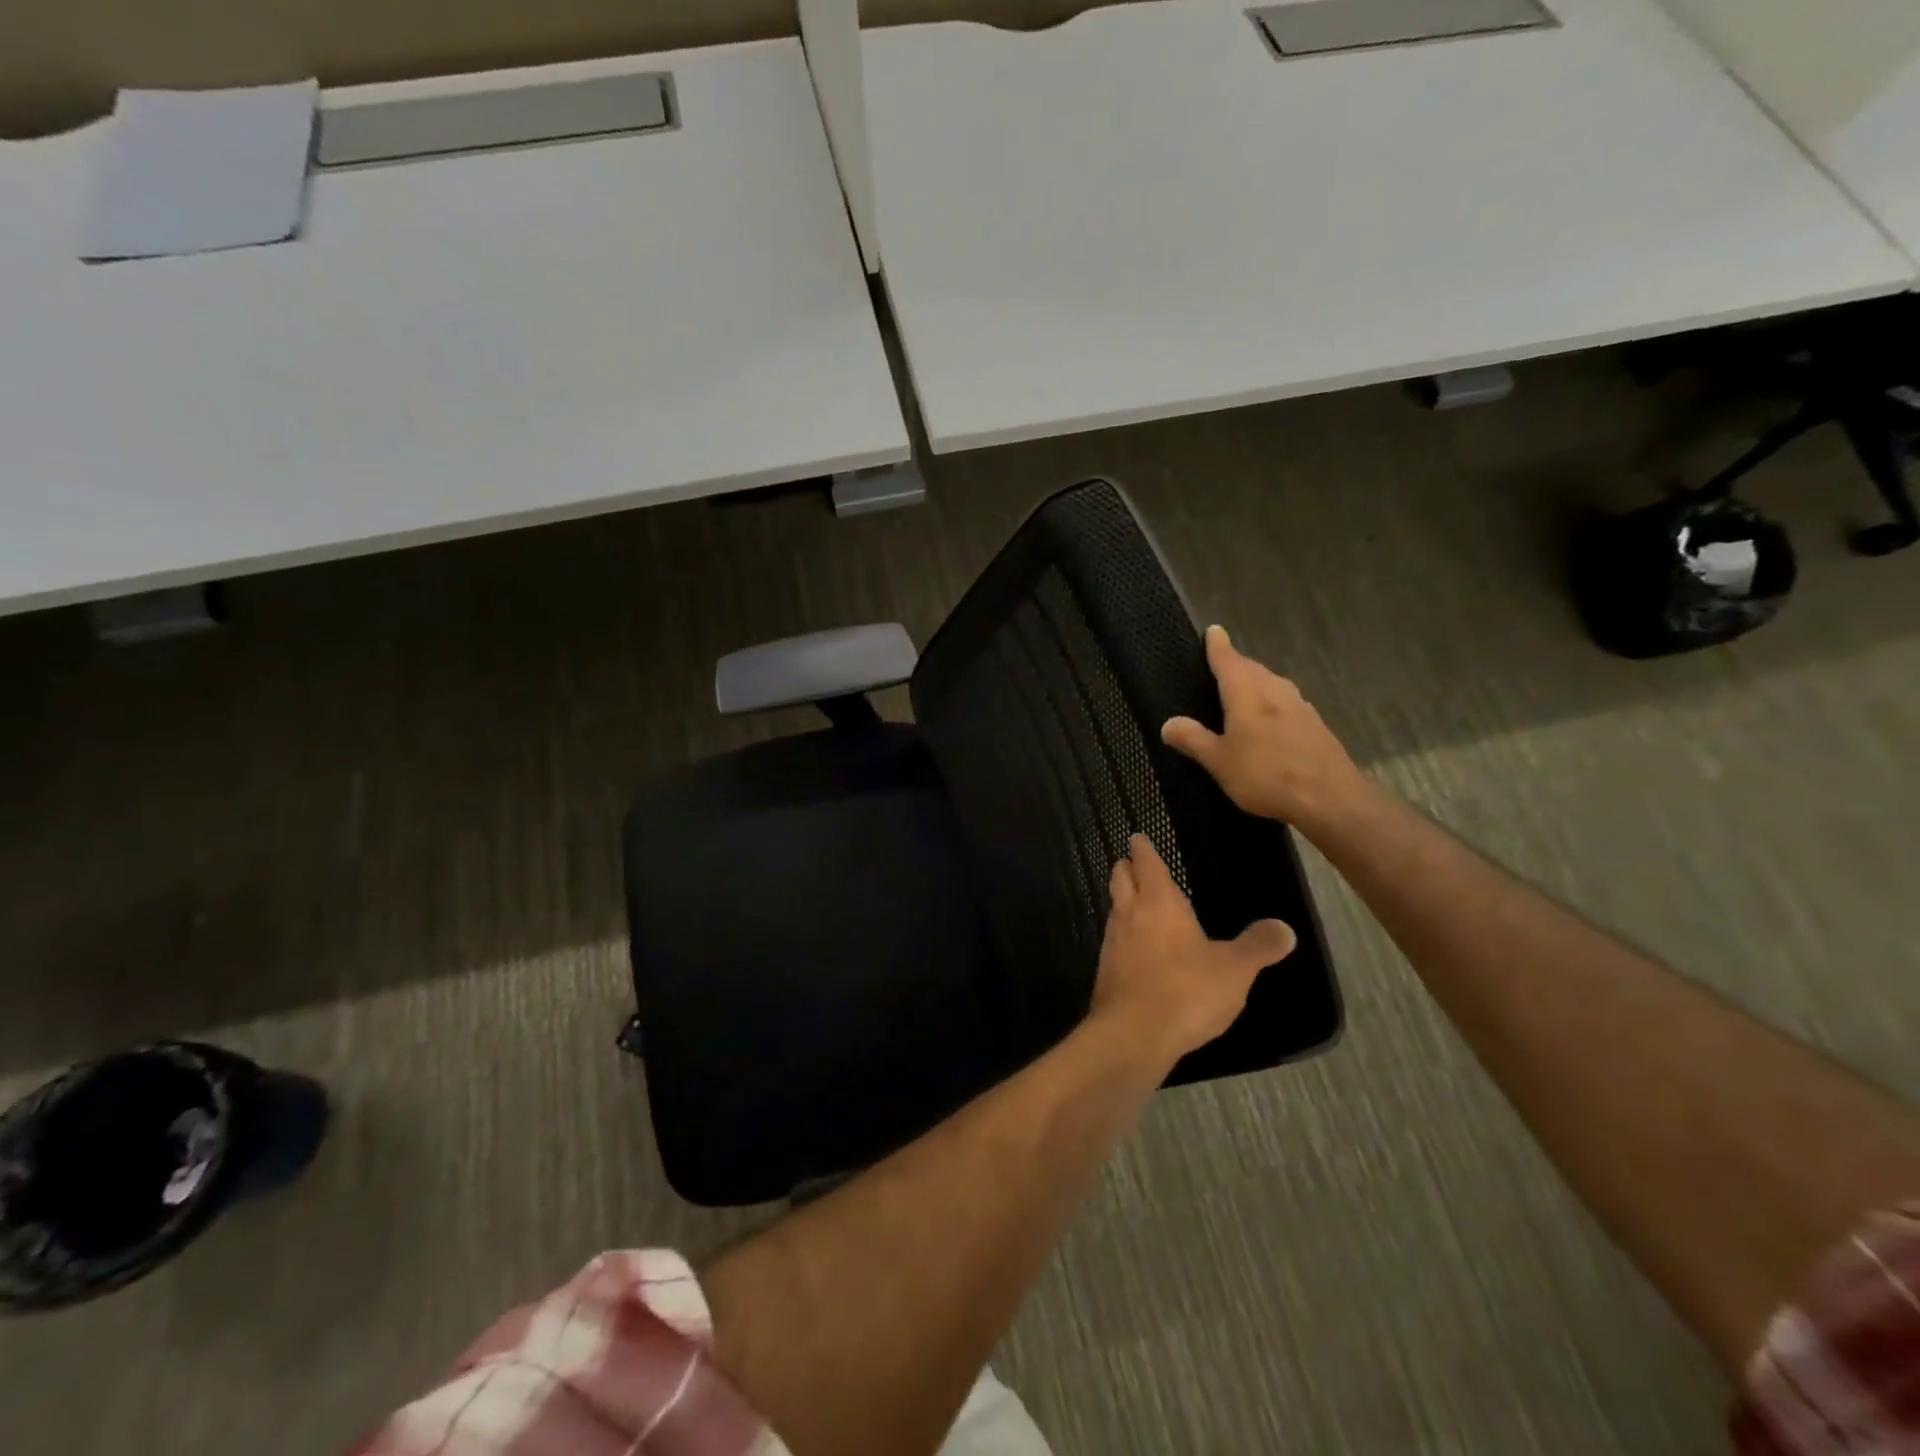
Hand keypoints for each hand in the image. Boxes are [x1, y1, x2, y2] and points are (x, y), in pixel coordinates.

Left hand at [1091, 834, 1296, 1062]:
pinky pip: (1114, 943)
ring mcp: (1112, 943)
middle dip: (1126, 868)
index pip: (1147, 863)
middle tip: (1132, 863)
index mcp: (1158, 902)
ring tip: (1138, 905)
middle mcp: (1129, 914)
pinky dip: (1124, 937)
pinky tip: (1138, 952)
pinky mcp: (1106, 972)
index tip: (1138, 838)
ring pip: (1114, 910)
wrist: (1133, 1034)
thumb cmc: (1186, 990)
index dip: (1143, 848)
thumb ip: (1258, 946)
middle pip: (1120, 879)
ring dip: (1123, 902)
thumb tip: (1285, 928)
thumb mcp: (1235, 969)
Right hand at [1162, 625, 1367, 832]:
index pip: (1228, 660)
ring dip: (1256, 683)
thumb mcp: (1219, 761)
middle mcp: (1275, 691)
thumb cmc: (1265, 775)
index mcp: (1247, 693)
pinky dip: (1272, 704)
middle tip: (1221, 665)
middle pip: (1252, 669)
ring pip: (1272, 685)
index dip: (1218, 646)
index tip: (1213, 631)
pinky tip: (1270, 720)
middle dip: (1236, 665)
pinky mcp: (1315, 726)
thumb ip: (1193, 739)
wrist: (1329, 798)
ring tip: (1242, 691)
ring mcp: (1300, 707)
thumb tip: (1168, 723)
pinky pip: (1286, 704)